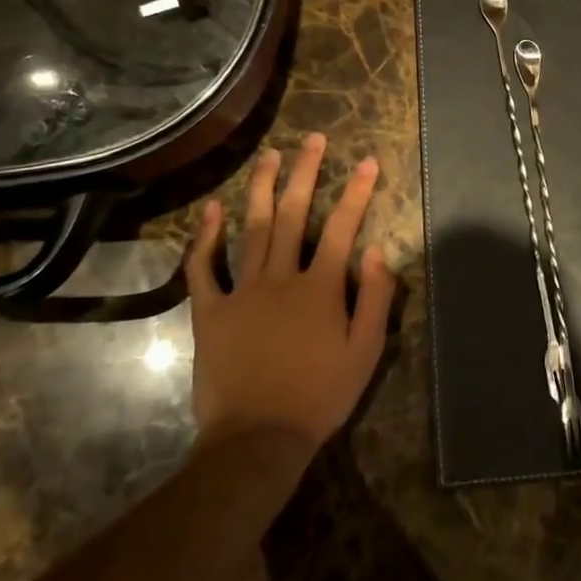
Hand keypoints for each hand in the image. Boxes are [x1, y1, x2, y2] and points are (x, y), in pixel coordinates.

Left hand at [184, 134, 393, 458]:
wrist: (256, 440)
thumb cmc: (319, 397)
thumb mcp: (364, 353)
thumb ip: (375, 299)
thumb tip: (376, 251)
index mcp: (320, 287)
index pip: (343, 226)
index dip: (357, 191)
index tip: (368, 161)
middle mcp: (281, 277)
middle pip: (293, 213)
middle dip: (306, 172)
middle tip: (312, 139)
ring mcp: (242, 291)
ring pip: (251, 228)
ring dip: (261, 188)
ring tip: (269, 156)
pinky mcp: (211, 311)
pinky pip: (204, 268)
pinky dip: (205, 237)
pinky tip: (210, 209)